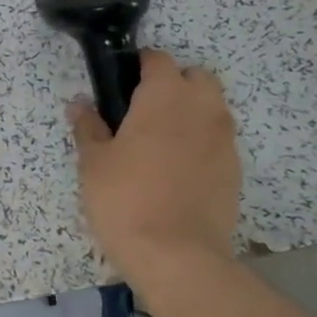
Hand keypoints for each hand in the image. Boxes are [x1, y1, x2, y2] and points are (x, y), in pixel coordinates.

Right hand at [67, 50, 240, 277]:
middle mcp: (202, 108)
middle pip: (195, 77)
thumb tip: (81, 104)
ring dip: (190, 113)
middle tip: (142, 112)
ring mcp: (224, 140)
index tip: (119, 87)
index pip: (157, 60)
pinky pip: (218, 141)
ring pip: (211, 108)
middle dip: (173, 84)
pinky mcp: (235, 171)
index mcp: (165, 96)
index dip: (138, 67)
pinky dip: (201, 144)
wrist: (178, 257)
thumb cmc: (126, 198)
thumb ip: (88, 127)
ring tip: (160, 143)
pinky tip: (177, 171)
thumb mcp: (94, 162)